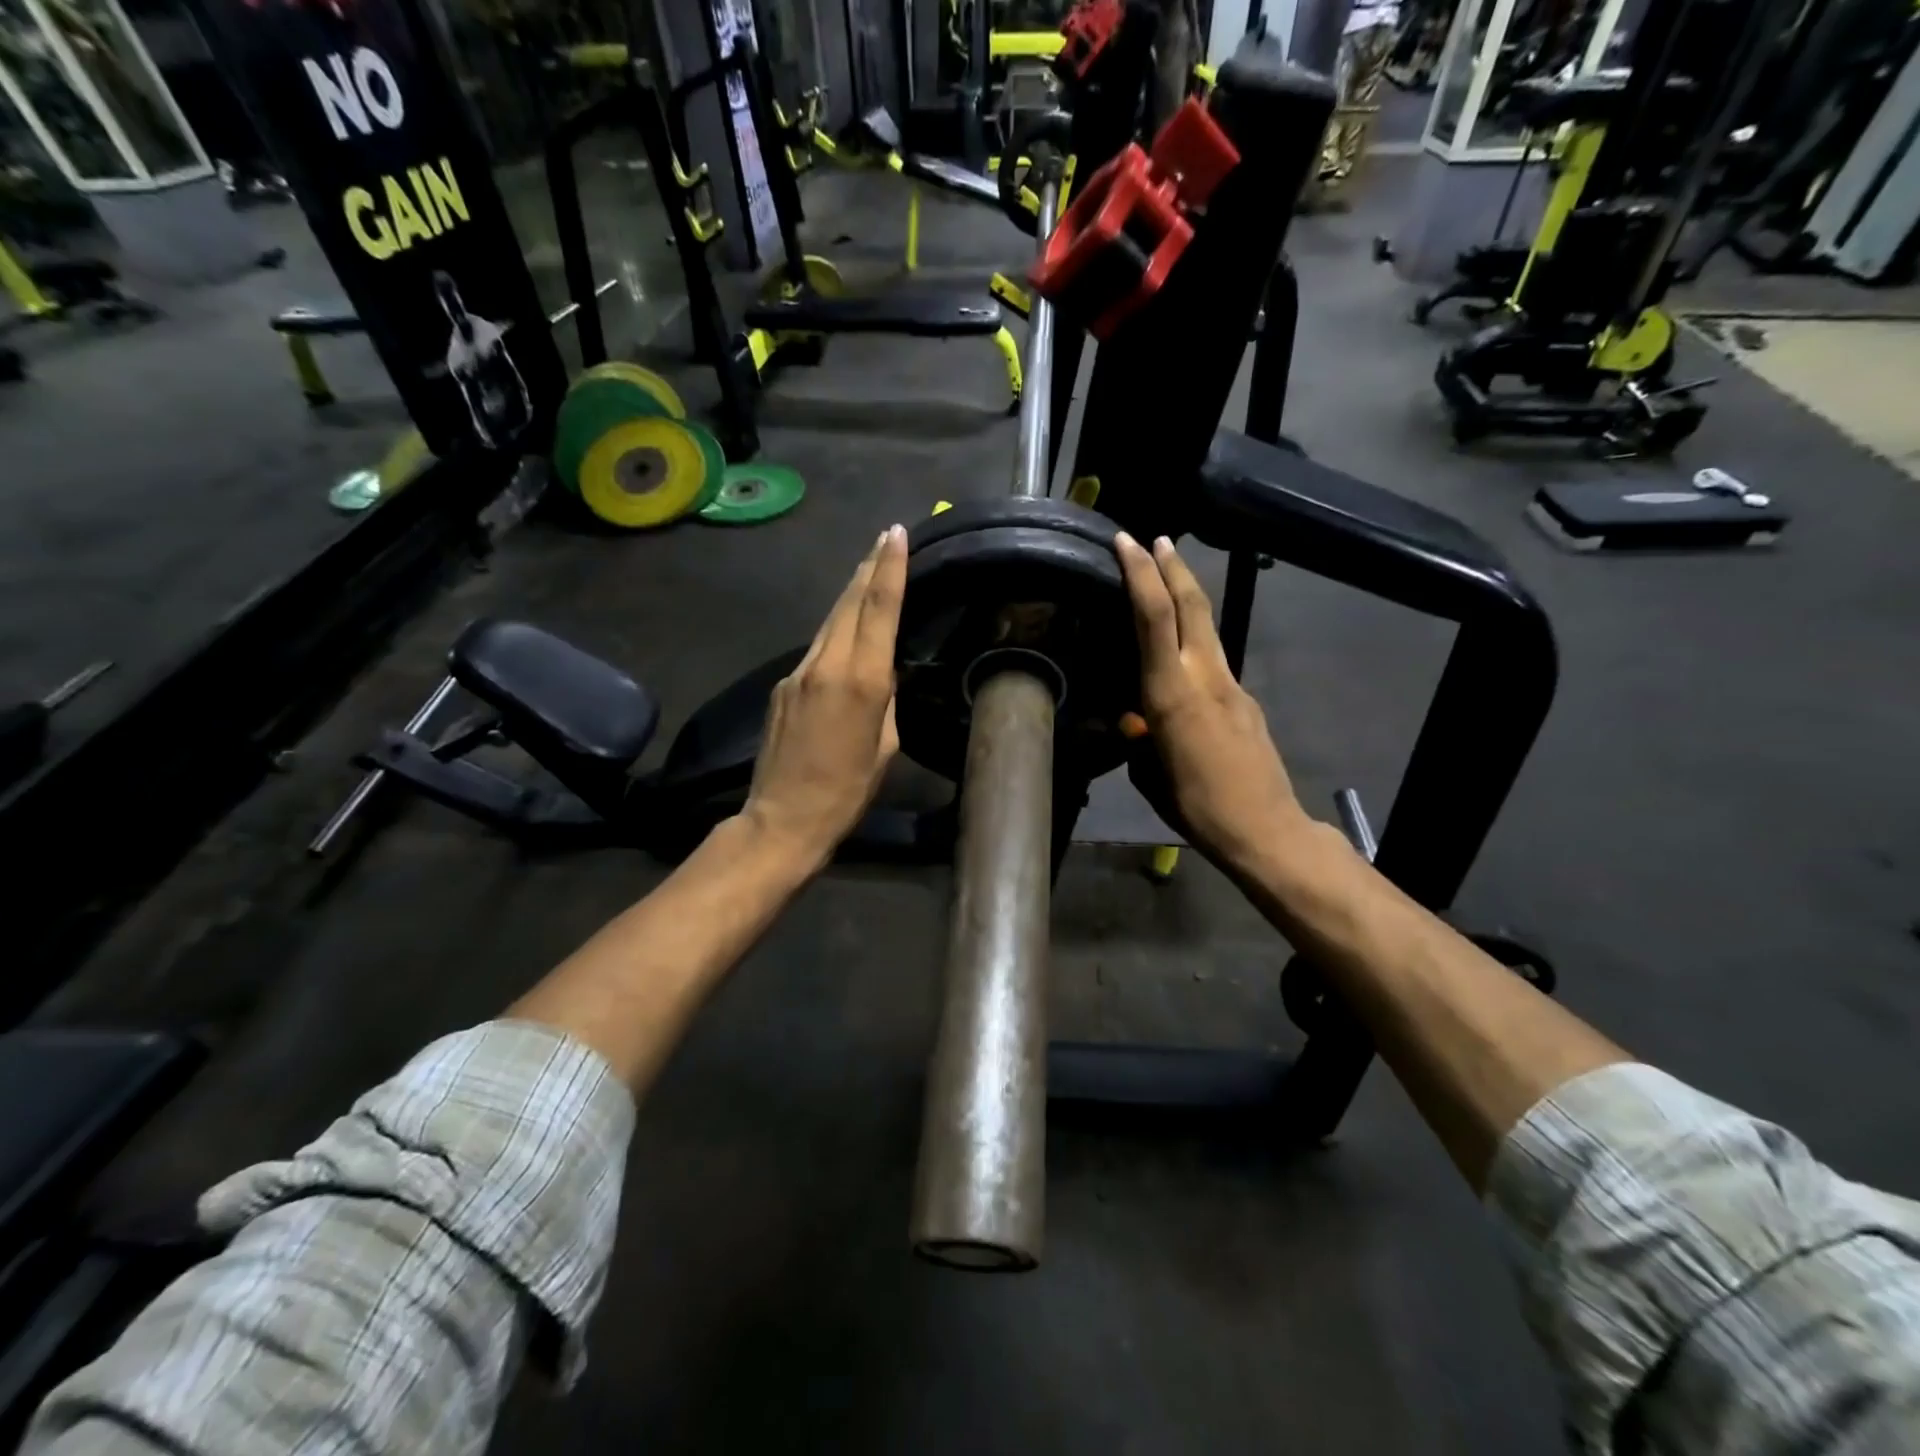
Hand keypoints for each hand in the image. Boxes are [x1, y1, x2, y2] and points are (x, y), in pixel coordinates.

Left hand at [742, 526, 906, 868]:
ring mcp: (798, 672)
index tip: (897, 534)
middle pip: (850, 603)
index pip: (879, 609)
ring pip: (830, 622)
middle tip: (885, 538)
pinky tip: (844, 632)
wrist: (783, 818)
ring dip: (850, 594)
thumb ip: (885, 700)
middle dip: (869, 567)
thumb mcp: (885, 746)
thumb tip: (882, 675)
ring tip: (868, 570)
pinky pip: (816, 649)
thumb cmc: (848, 791)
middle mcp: (827, 664)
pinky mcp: (781, 687)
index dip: (889, 568)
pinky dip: (835, 632)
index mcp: (863, 680)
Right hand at [1115, 532, 1307, 872]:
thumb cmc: (1196, 806)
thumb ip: (1139, 738)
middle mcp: (1204, 677)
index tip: (1127, 542)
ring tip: (1168, 577)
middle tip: (1155, 539)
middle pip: (1192, 605)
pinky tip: (1183, 659)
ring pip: (1207, 627)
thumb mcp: (1149, 776)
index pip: (1154, 618)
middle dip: (1172, 567)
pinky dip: (1196, 639)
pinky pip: (1215, 658)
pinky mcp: (1247, 700)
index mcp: (1171, 694)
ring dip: (1187, 595)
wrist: (1265, 828)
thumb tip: (1136, 721)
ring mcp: (1232, 685)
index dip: (1141, 575)